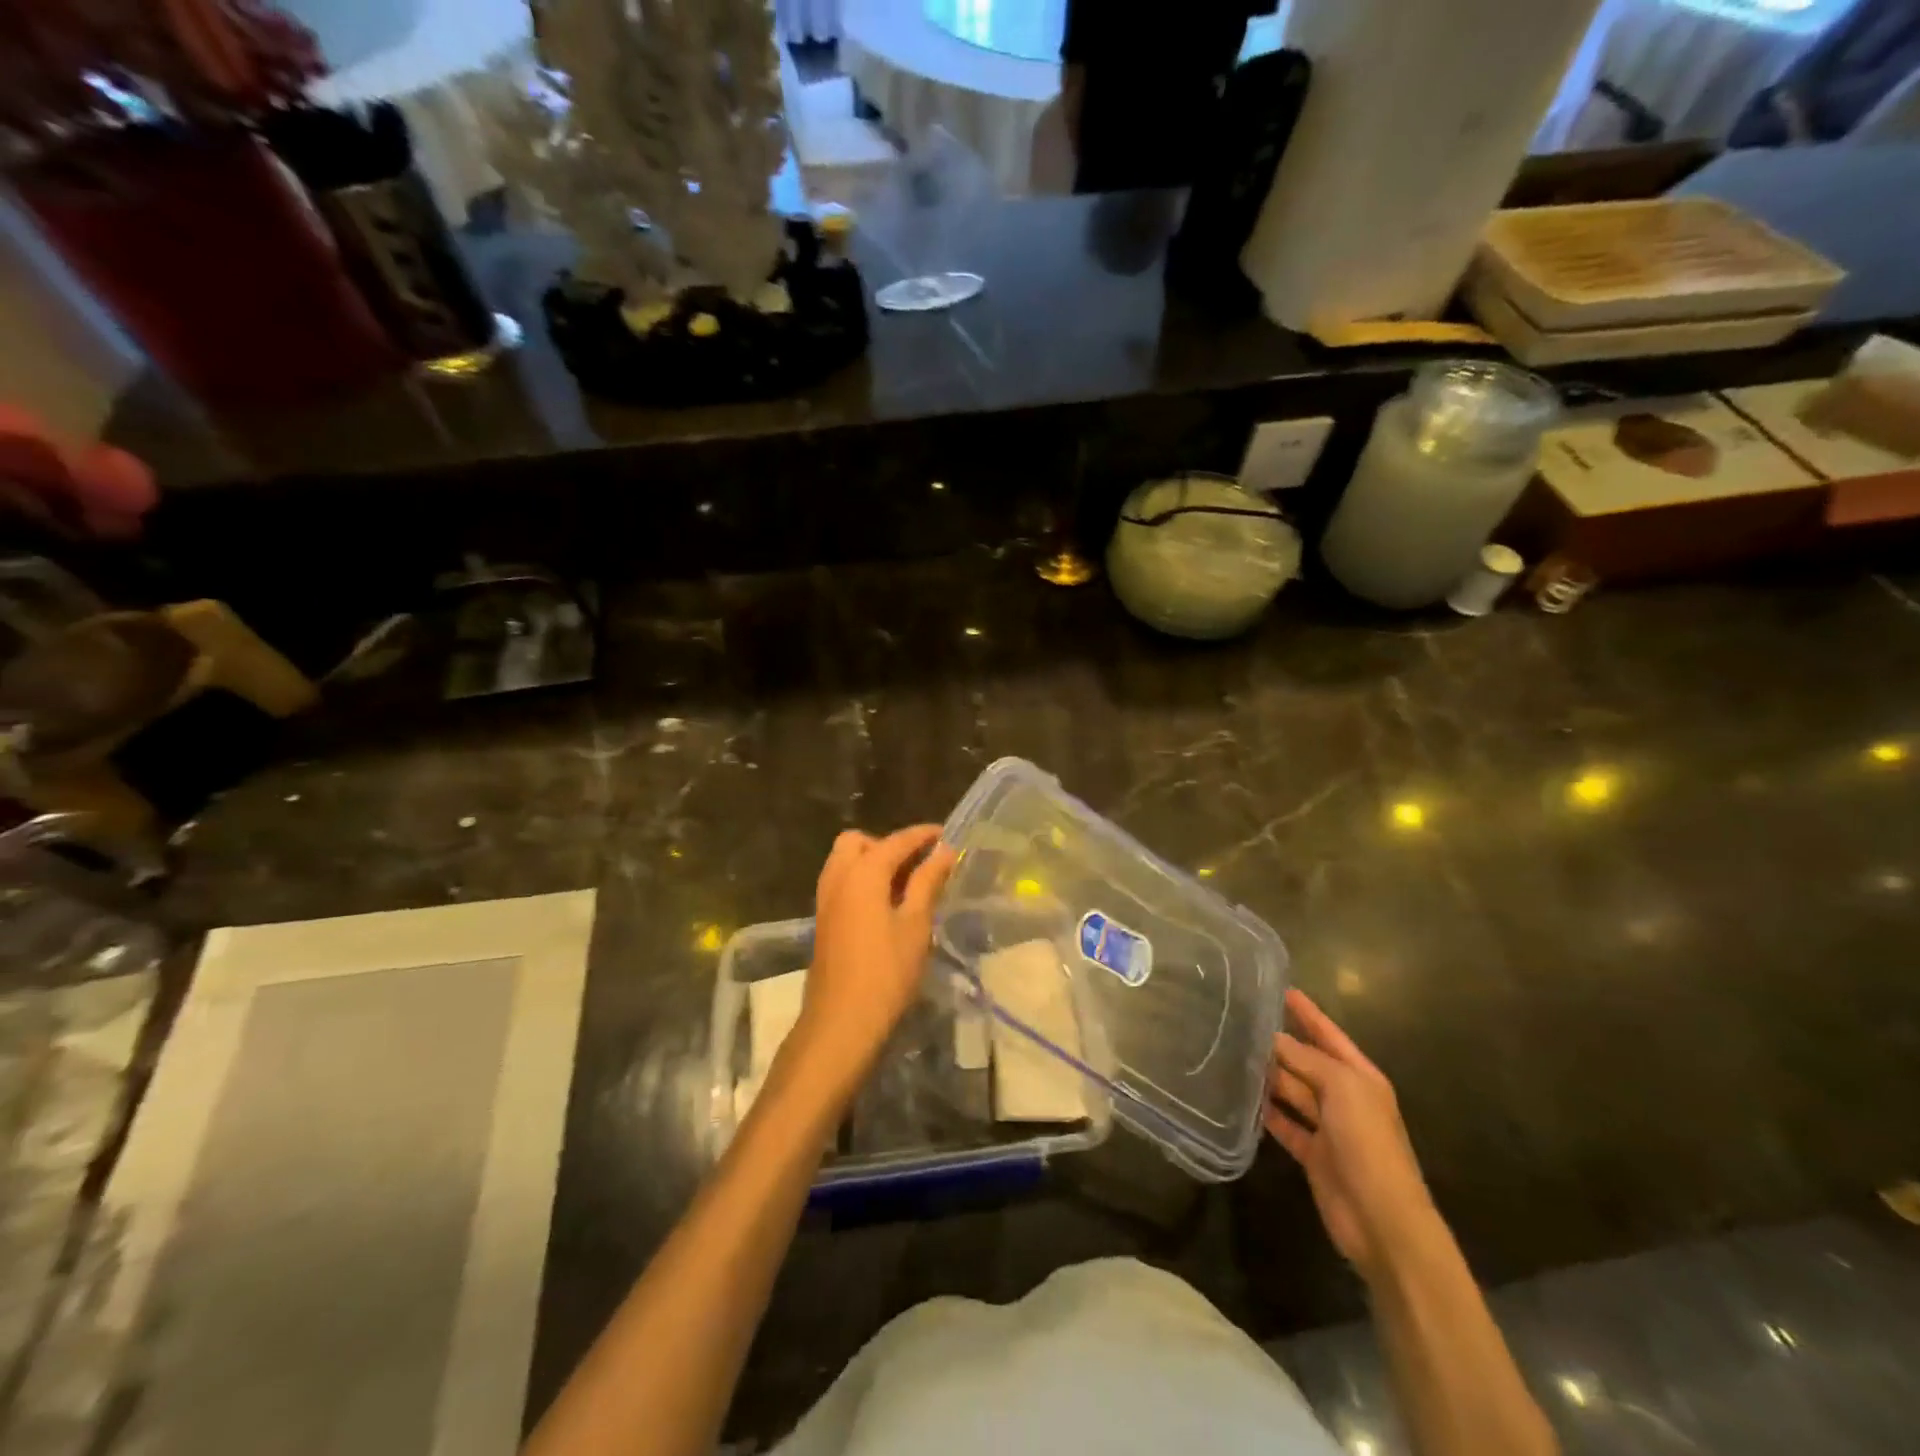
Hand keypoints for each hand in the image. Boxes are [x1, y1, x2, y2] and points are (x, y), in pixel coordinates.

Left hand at [783, 826, 956, 1095]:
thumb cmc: (886, 972)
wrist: (841, 1022)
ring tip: (906, 884)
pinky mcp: (824, 921)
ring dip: (873, 862)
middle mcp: (838, 877)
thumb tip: (944, 850)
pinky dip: (862, 881)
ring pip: (846, 862)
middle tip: (918, 864)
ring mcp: (826, 900)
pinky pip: (842, 883)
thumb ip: (928, 882)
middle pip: (859, 843)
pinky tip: (887, 905)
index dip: (922, 835)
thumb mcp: (916, 924)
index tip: (945, 834)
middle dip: (888, 844)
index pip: (895, 841)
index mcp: (862, 873)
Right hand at [1265, 989, 1437, 1283]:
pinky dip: (1266, 1112)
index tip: (1280, 988)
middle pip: (1306, 1061)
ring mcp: (1329, 1127)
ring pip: (1292, 1091)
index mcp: (1360, 1077)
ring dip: (1268, 1076)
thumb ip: (1306, 1059)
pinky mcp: (1313, 1153)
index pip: (1328, 1034)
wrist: (1382, 1219)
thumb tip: (1272, 1039)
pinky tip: (1242, 1098)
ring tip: (1233, 1053)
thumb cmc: (1368, 1143)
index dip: (1306, 1012)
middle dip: (1279, 1043)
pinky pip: (1285, 1124)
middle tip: (1241, 1021)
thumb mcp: (1342, 1088)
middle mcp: (1345, 1097)